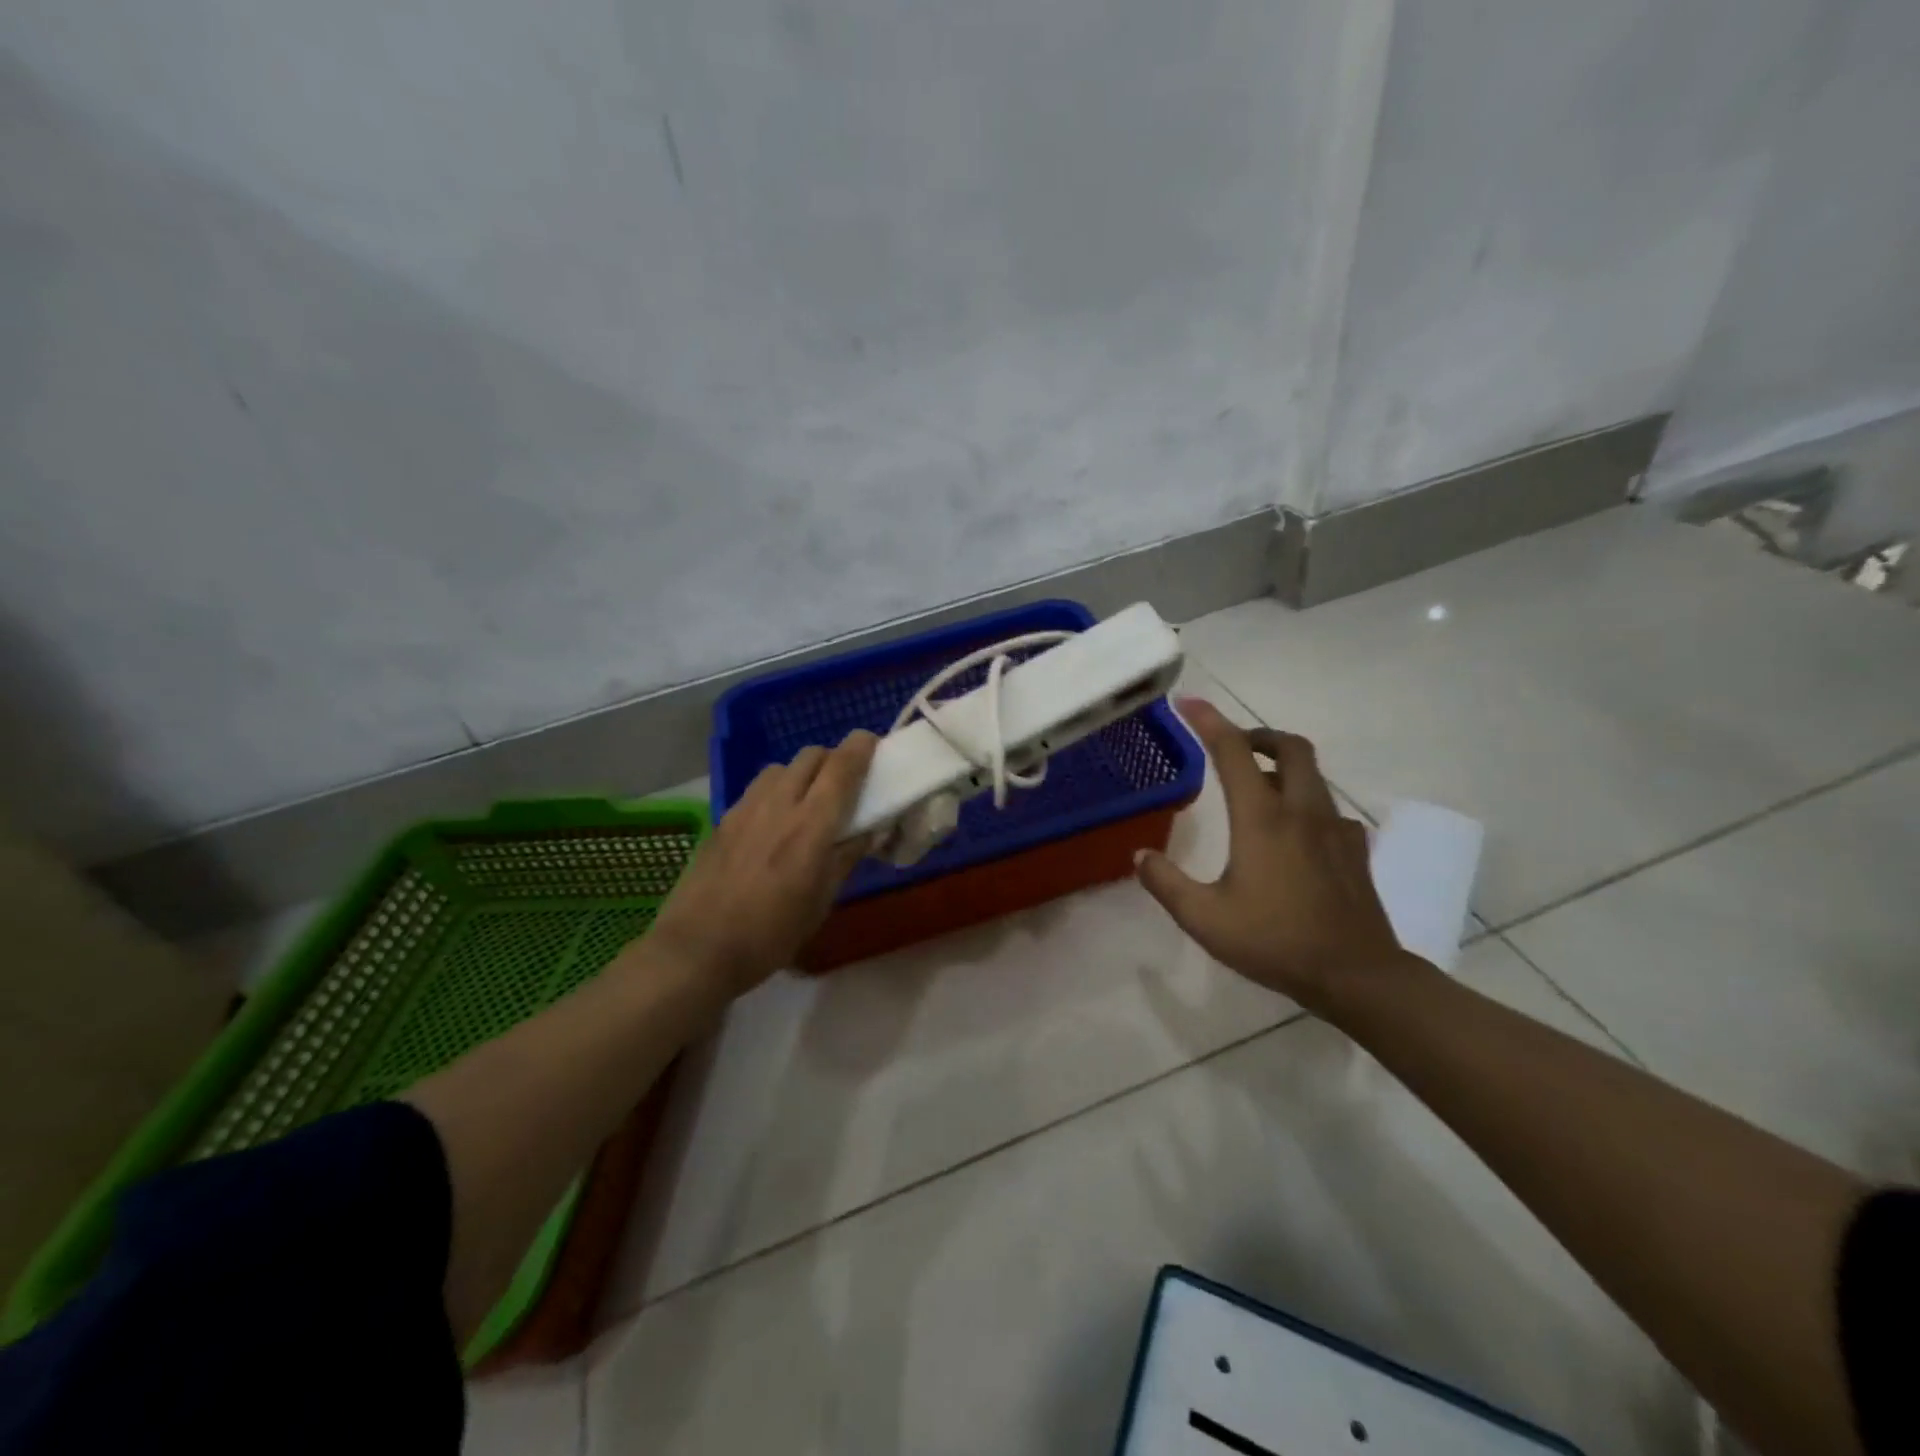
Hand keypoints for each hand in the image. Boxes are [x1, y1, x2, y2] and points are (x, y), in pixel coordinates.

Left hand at [648, 731, 878, 999]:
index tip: (872, 743)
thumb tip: (869, 830)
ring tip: (806, 803)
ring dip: (801, 773)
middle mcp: (779, 804)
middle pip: (811, 755)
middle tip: (843, 785)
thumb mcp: (820, 902)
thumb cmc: (771, 934)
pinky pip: (758, 788)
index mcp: (811, 825)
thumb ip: (846, 858)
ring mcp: (746, 808)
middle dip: (832, 760)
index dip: (860, 747)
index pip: (841, 767)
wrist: (698, 949)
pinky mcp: (723, 819)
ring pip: (781, 767)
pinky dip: (776, 791)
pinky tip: (774, 823)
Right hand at [1134, 699, 1417, 1014]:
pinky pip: (1328, 808)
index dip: (1209, 720)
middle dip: (1259, 735)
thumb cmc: (1275, 941)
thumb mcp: (1204, 918)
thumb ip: (1166, 883)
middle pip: (1290, 747)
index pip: (1233, 751)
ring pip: (1313, 774)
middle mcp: (1301, 811)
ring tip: (1256, 786)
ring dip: (1283, 765)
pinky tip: (1294, 832)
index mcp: (1262, 819)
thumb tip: (1139, 856)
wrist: (1356, 976)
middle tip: (1233, 746)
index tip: (1188, 702)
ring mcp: (1335, 829)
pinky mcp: (1354, 850)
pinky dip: (1305, 802)